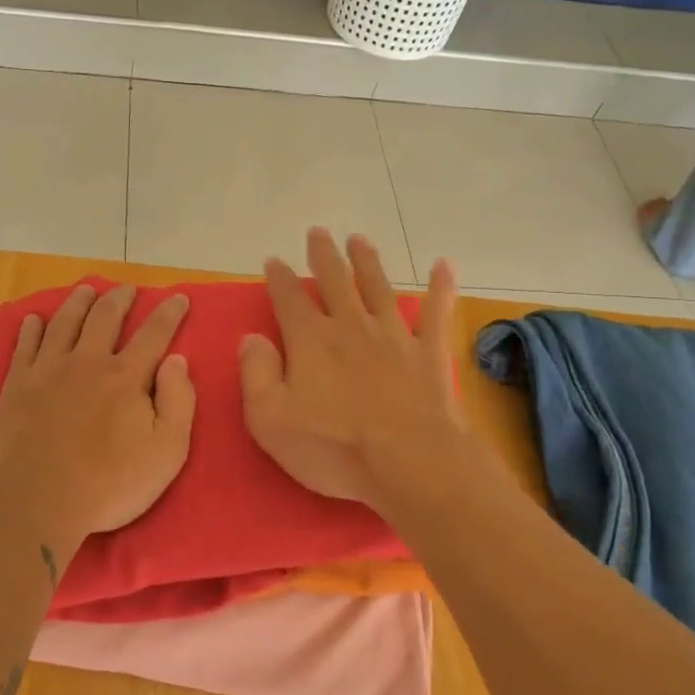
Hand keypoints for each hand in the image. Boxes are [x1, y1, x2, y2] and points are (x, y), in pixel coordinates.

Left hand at [0, 283, 195, 545]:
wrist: (38, 500)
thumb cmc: (110, 483)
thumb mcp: (166, 451)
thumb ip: (178, 401)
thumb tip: (177, 360)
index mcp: (126, 376)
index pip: (154, 334)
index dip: (169, 313)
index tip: (179, 297)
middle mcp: (88, 362)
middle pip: (105, 317)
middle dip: (120, 299)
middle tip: (127, 289)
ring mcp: (49, 370)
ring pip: (65, 323)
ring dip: (78, 302)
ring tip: (85, 290)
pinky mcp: (18, 386)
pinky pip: (25, 346)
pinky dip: (31, 328)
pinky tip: (34, 320)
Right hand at [239, 229, 468, 513]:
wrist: (410, 461)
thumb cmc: (334, 447)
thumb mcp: (271, 420)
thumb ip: (257, 374)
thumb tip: (251, 338)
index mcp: (311, 340)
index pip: (289, 298)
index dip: (279, 277)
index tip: (274, 260)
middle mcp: (351, 327)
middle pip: (335, 281)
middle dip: (324, 255)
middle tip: (318, 232)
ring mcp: (394, 336)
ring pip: (378, 288)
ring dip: (367, 262)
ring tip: (359, 240)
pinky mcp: (429, 354)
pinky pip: (436, 313)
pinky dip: (440, 288)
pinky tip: (444, 266)